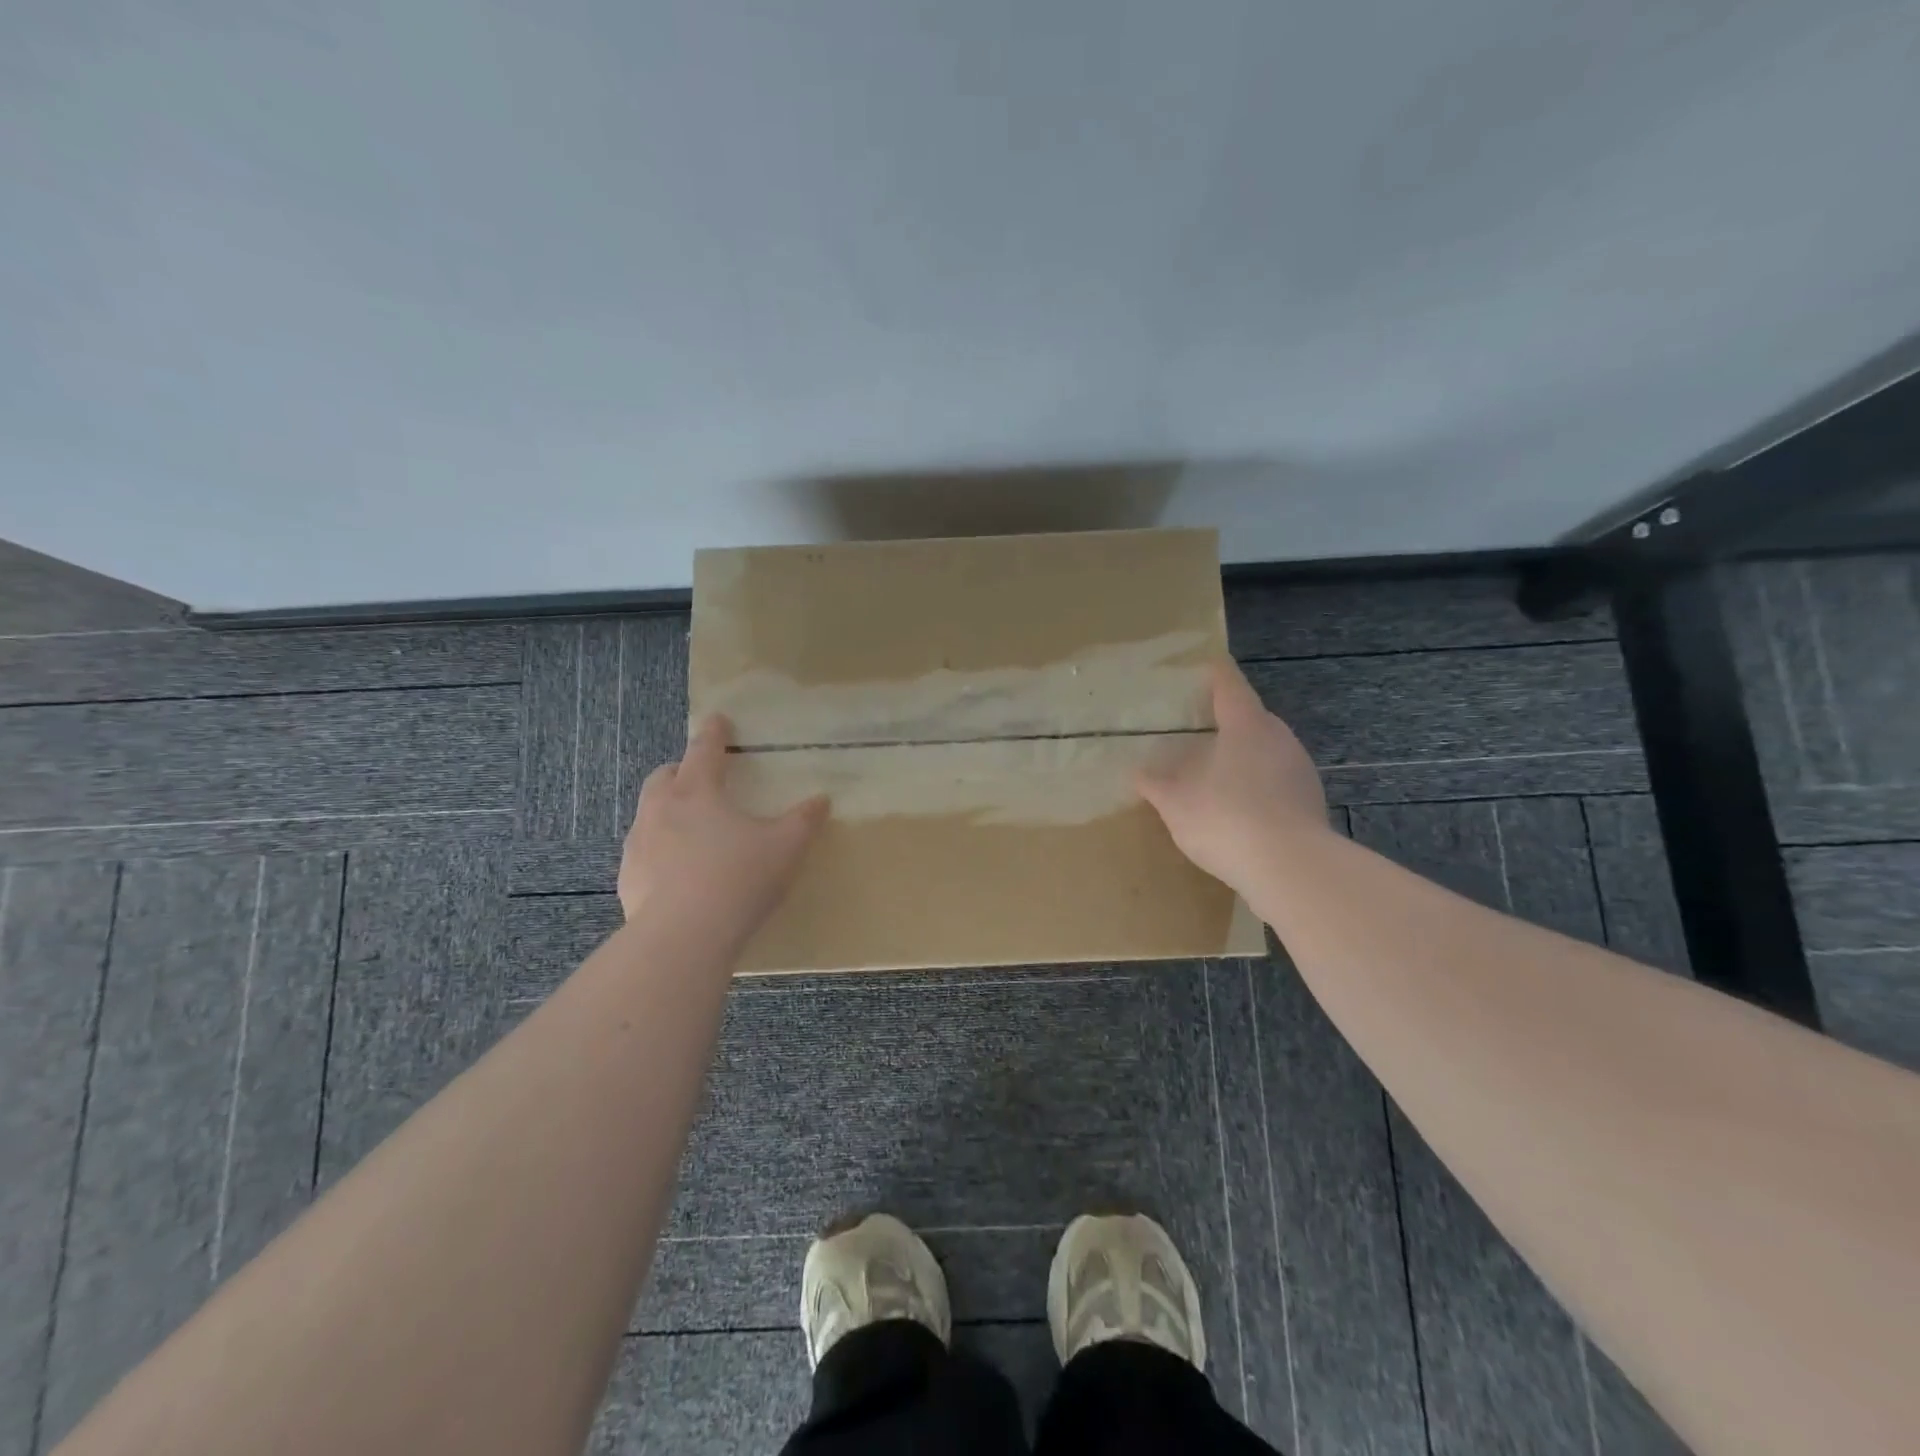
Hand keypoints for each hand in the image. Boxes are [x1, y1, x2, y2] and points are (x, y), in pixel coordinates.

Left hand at [618, 714, 827, 939]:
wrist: (685, 937)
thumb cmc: (739, 879)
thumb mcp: (785, 847)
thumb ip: (804, 821)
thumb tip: (822, 800)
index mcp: (697, 792)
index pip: (704, 751)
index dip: (714, 733)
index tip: (718, 720)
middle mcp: (661, 810)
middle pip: (664, 777)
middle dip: (680, 770)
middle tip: (699, 778)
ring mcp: (639, 845)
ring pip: (648, 814)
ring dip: (666, 811)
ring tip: (689, 828)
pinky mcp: (629, 879)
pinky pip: (643, 853)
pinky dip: (658, 851)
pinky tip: (677, 873)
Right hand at [1137, 659, 1328, 892]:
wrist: (1292, 869)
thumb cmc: (1226, 819)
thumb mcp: (1176, 803)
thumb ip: (1156, 784)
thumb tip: (1138, 772)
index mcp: (1245, 725)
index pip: (1229, 686)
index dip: (1215, 674)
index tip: (1206, 665)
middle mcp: (1278, 738)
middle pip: (1252, 717)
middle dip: (1228, 721)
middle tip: (1201, 729)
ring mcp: (1300, 770)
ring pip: (1267, 750)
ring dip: (1245, 756)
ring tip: (1218, 772)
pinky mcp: (1311, 801)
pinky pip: (1278, 781)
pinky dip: (1259, 785)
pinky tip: (1241, 809)